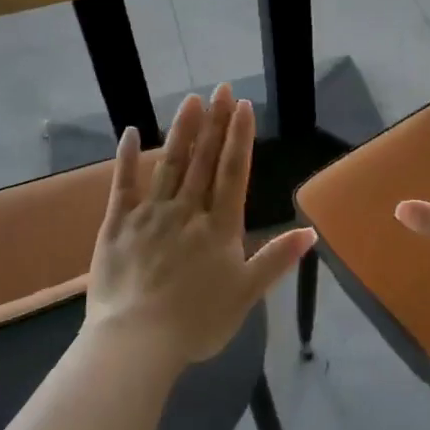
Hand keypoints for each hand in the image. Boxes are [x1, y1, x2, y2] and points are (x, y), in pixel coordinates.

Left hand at [86, 83, 316, 367]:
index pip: (233, 172)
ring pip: (169, 164)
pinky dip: (127, 157)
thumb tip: (311, 231)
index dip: (239, 137)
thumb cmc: (197, 322)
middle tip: (221, 88)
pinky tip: (130, 131)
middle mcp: (187, 211)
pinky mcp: (118, 224)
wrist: (136, 341)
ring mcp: (150, 214)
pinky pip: (123, 185)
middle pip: (203, 160)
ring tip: (190, 99)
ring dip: (181, 130)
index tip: (242, 106)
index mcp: (219, 227)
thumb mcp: (246, 294)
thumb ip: (277, 259)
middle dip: (214, 122)